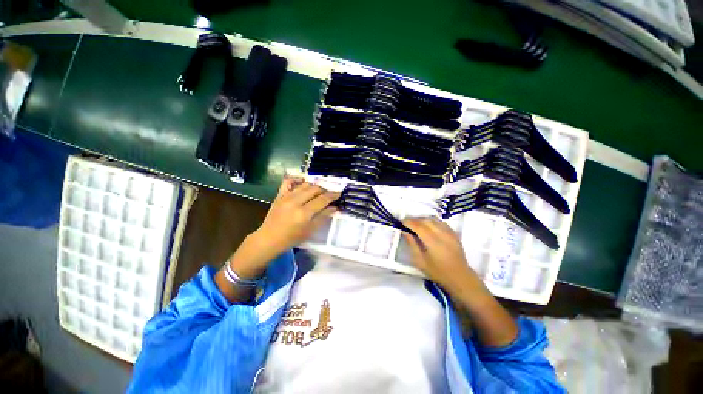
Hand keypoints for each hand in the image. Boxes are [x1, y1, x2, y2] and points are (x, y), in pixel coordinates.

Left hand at [229, 177, 338, 278]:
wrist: (269, 238)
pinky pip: (288, 181)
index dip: (333, 195)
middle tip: (329, 195)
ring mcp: (286, 196)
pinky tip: (303, 182)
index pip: (323, 199)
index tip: (339, 193)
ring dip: (314, 186)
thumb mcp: (311, 229)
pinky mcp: (279, 195)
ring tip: (319, 191)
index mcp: (304, 213)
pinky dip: (297, 179)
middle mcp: (295, 201)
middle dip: (325, 190)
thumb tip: (335, 207)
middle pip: (315, 189)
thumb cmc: (292, 238)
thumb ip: (323, 216)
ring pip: (305, 184)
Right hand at [403, 217, 517, 346]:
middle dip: (414, 219)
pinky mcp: (454, 233)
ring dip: (422, 219)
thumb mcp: (420, 261)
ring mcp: (450, 232)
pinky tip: (427, 226)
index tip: (401, 221)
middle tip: (406, 223)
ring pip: (433, 219)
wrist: (459, 277)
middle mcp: (442, 234)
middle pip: (425, 220)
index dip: (408, 222)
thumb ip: (412, 244)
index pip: (418, 226)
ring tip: (416, 224)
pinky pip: (440, 222)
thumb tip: (405, 231)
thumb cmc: (437, 272)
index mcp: (433, 242)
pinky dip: (431, 221)